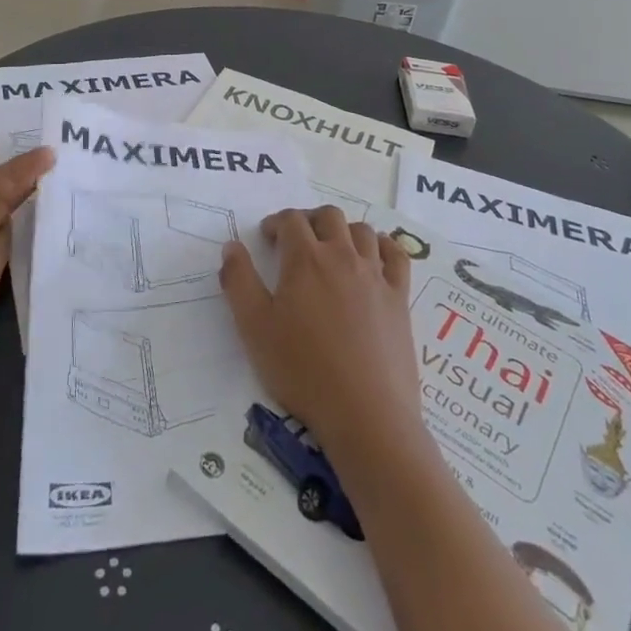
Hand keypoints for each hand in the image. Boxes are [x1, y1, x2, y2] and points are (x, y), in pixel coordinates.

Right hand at [220, 207, 421, 455]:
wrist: (365, 413)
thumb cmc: (302, 370)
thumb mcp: (254, 329)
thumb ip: (239, 282)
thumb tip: (232, 246)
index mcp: (305, 260)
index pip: (291, 220)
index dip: (276, 222)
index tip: (268, 237)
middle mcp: (342, 256)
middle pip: (329, 216)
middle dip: (310, 220)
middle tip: (297, 239)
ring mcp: (375, 275)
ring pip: (362, 231)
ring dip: (344, 230)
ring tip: (333, 248)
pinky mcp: (399, 297)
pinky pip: (396, 256)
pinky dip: (384, 246)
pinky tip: (375, 255)